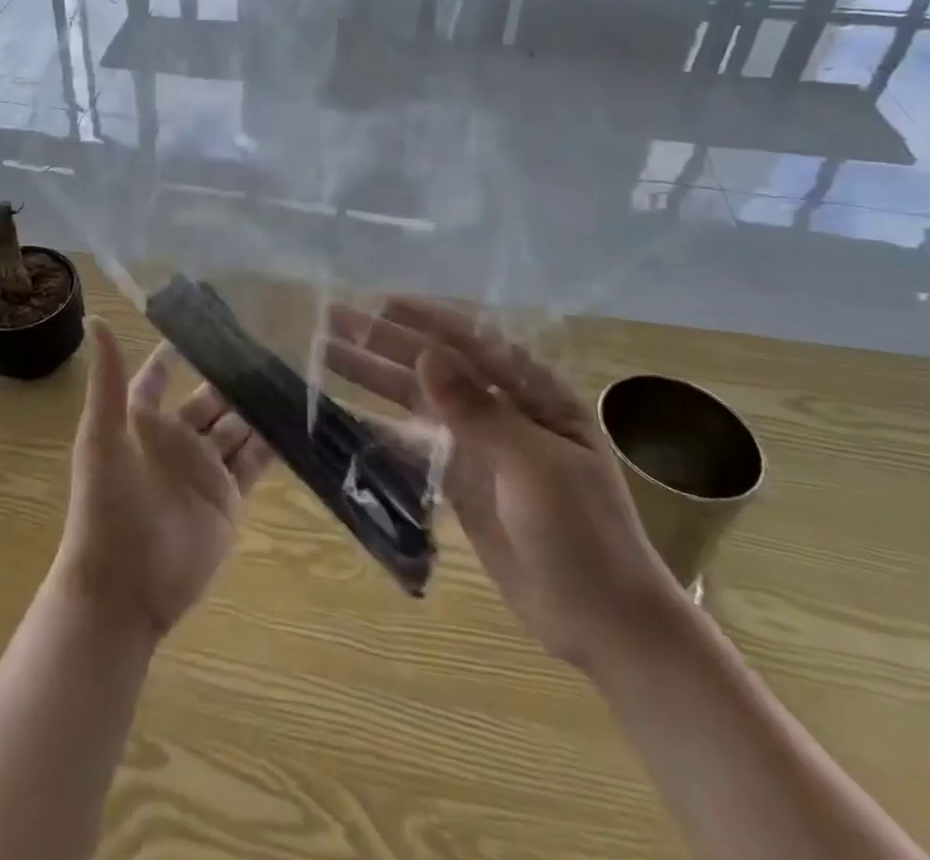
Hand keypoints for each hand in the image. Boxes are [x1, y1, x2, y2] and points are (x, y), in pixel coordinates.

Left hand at [52, 318, 274, 641]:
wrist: (123, 588)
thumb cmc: (106, 504)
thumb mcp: (102, 435)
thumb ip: (106, 378)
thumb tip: (95, 317)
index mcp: (142, 421)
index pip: (159, 376)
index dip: (179, 351)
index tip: (208, 320)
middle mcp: (175, 439)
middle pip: (208, 399)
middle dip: (233, 376)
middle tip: (269, 345)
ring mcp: (204, 469)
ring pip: (236, 427)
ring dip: (257, 405)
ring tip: (290, 374)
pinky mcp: (228, 499)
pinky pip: (254, 463)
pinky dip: (272, 444)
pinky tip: (296, 420)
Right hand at [324, 297, 685, 669]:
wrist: (605, 625)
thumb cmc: (584, 535)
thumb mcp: (534, 467)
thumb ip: (477, 410)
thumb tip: (426, 355)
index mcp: (533, 394)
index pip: (471, 341)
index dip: (423, 319)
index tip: (377, 303)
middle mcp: (501, 409)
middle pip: (432, 366)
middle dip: (383, 342)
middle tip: (331, 321)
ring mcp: (477, 445)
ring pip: (415, 400)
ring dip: (373, 376)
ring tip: (325, 353)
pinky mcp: (460, 480)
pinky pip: (412, 442)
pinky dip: (380, 425)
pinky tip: (345, 412)